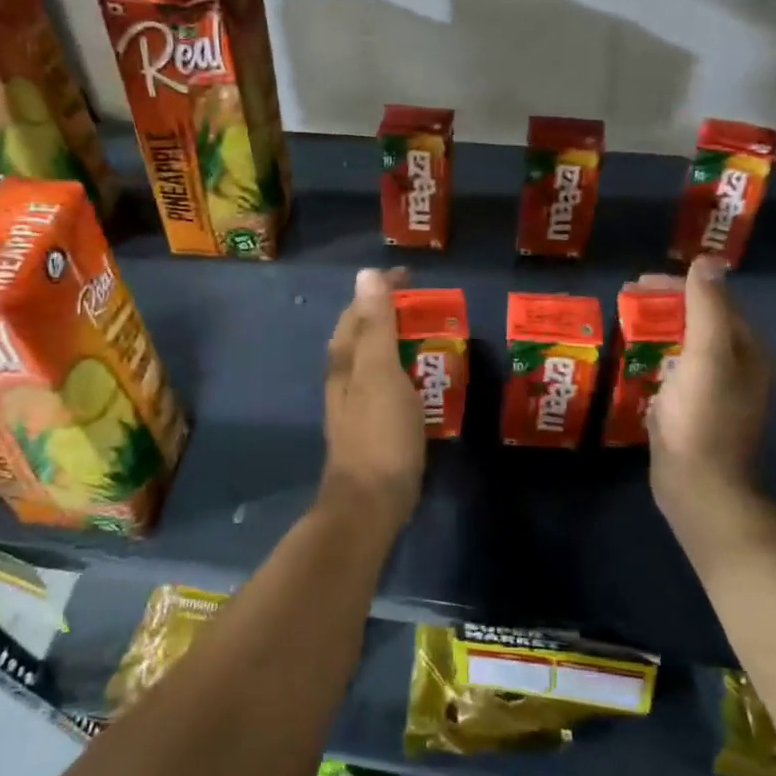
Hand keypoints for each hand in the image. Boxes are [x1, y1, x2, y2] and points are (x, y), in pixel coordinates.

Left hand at [321, 266, 424, 526]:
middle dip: (391, 313)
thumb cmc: (379, 433)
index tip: (411, 276)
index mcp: (345, 359)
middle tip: (428, 306)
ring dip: (398, 342)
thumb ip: (376, 326)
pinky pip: (387, 384)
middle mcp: (344, 376)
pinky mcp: (371, 425)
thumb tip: (366, 274)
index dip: (382, 289)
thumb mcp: (380, 373)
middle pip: (364, 333)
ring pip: (374, 359)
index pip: (359, 310)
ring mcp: (355, 403)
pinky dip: (404, 371)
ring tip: (431, 336)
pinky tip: (424, 380)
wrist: (370, 502)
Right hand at [645, 256, 772, 533]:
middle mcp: (739, 366)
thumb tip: (709, 260)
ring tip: (626, 322)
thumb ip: (707, 308)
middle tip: (626, 299)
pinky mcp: (695, 409)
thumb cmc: (702, 420)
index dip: (678, 285)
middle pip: (702, 320)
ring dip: (659, 329)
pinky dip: (656, 355)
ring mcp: (717, 390)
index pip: (715, 300)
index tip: (637, 282)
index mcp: (748, 350)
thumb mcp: (707, 357)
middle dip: (666, 305)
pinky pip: (676, 369)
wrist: (698, 487)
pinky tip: (635, 359)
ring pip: (688, 344)